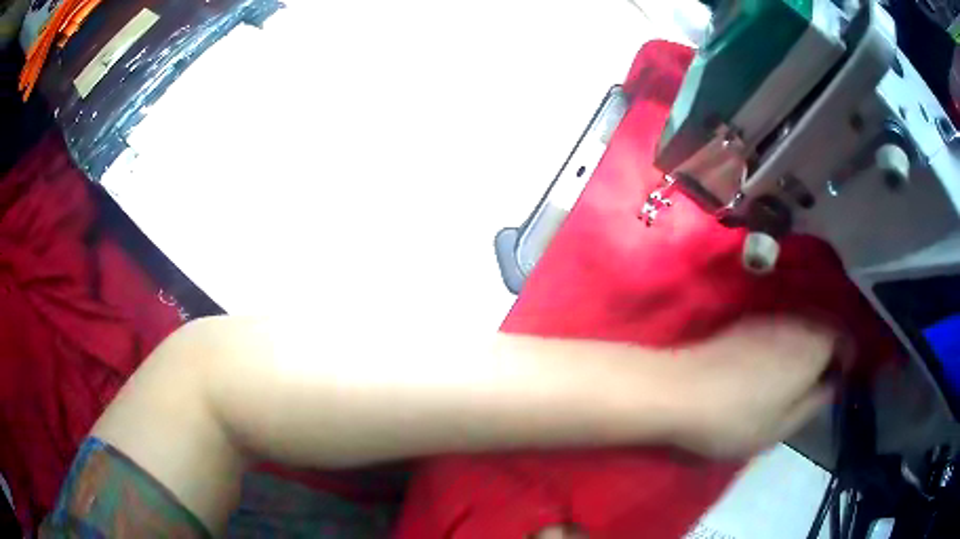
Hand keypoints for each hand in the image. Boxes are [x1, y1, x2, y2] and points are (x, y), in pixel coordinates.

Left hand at [668, 318, 837, 457]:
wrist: (679, 391)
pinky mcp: (745, 322)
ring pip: (802, 325)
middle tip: (819, 382)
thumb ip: (814, 403)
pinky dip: (786, 342)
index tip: (839, 380)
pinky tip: (771, 366)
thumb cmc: (735, 420)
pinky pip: (780, 327)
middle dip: (828, 351)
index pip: (844, 338)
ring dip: (806, 346)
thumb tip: (832, 385)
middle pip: (825, 327)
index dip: (847, 357)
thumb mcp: (781, 427)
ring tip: (795, 378)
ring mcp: (769, 318)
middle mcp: (796, 323)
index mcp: (812, 347)